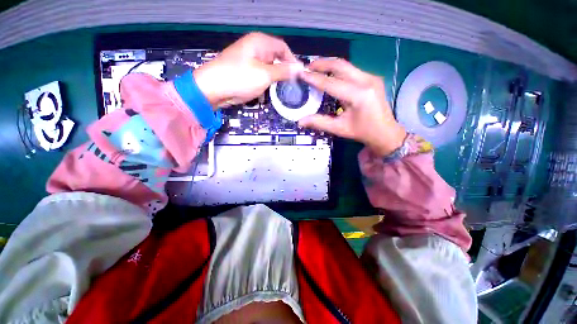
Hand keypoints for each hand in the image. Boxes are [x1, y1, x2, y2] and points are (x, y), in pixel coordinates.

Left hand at [193, 32, 301, 108]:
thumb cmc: (240, 78)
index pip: (283, 48)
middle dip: (283, 71)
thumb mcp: (265, 75)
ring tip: (279, 89)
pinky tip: (266, 91)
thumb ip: (284, 71)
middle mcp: (255, 48)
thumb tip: (300, 68)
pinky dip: (265, 82)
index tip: (298, 76)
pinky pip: (260, 75)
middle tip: (289, 85)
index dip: (292, 61)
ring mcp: (249, 60)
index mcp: (260, 42)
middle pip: (276, 58)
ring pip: (268, 68)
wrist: (213, 89)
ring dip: (274, 79)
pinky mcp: (245, 71)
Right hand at [298, 59, 406, 155]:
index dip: (315, 78)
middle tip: (307, 67)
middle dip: (322, 64)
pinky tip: (330, 76)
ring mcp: (371, 77)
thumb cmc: (362, 132)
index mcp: (358, 95)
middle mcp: (366, 81)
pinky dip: (338, 71)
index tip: (301, 74)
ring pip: (346, 66)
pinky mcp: (372, 78)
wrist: (385, 132)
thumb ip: (319, 122)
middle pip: (340, 65)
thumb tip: (300, 121)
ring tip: (316, 70)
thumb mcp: (339, 128)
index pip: (331, 83)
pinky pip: (351, 70)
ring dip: (329, 66)